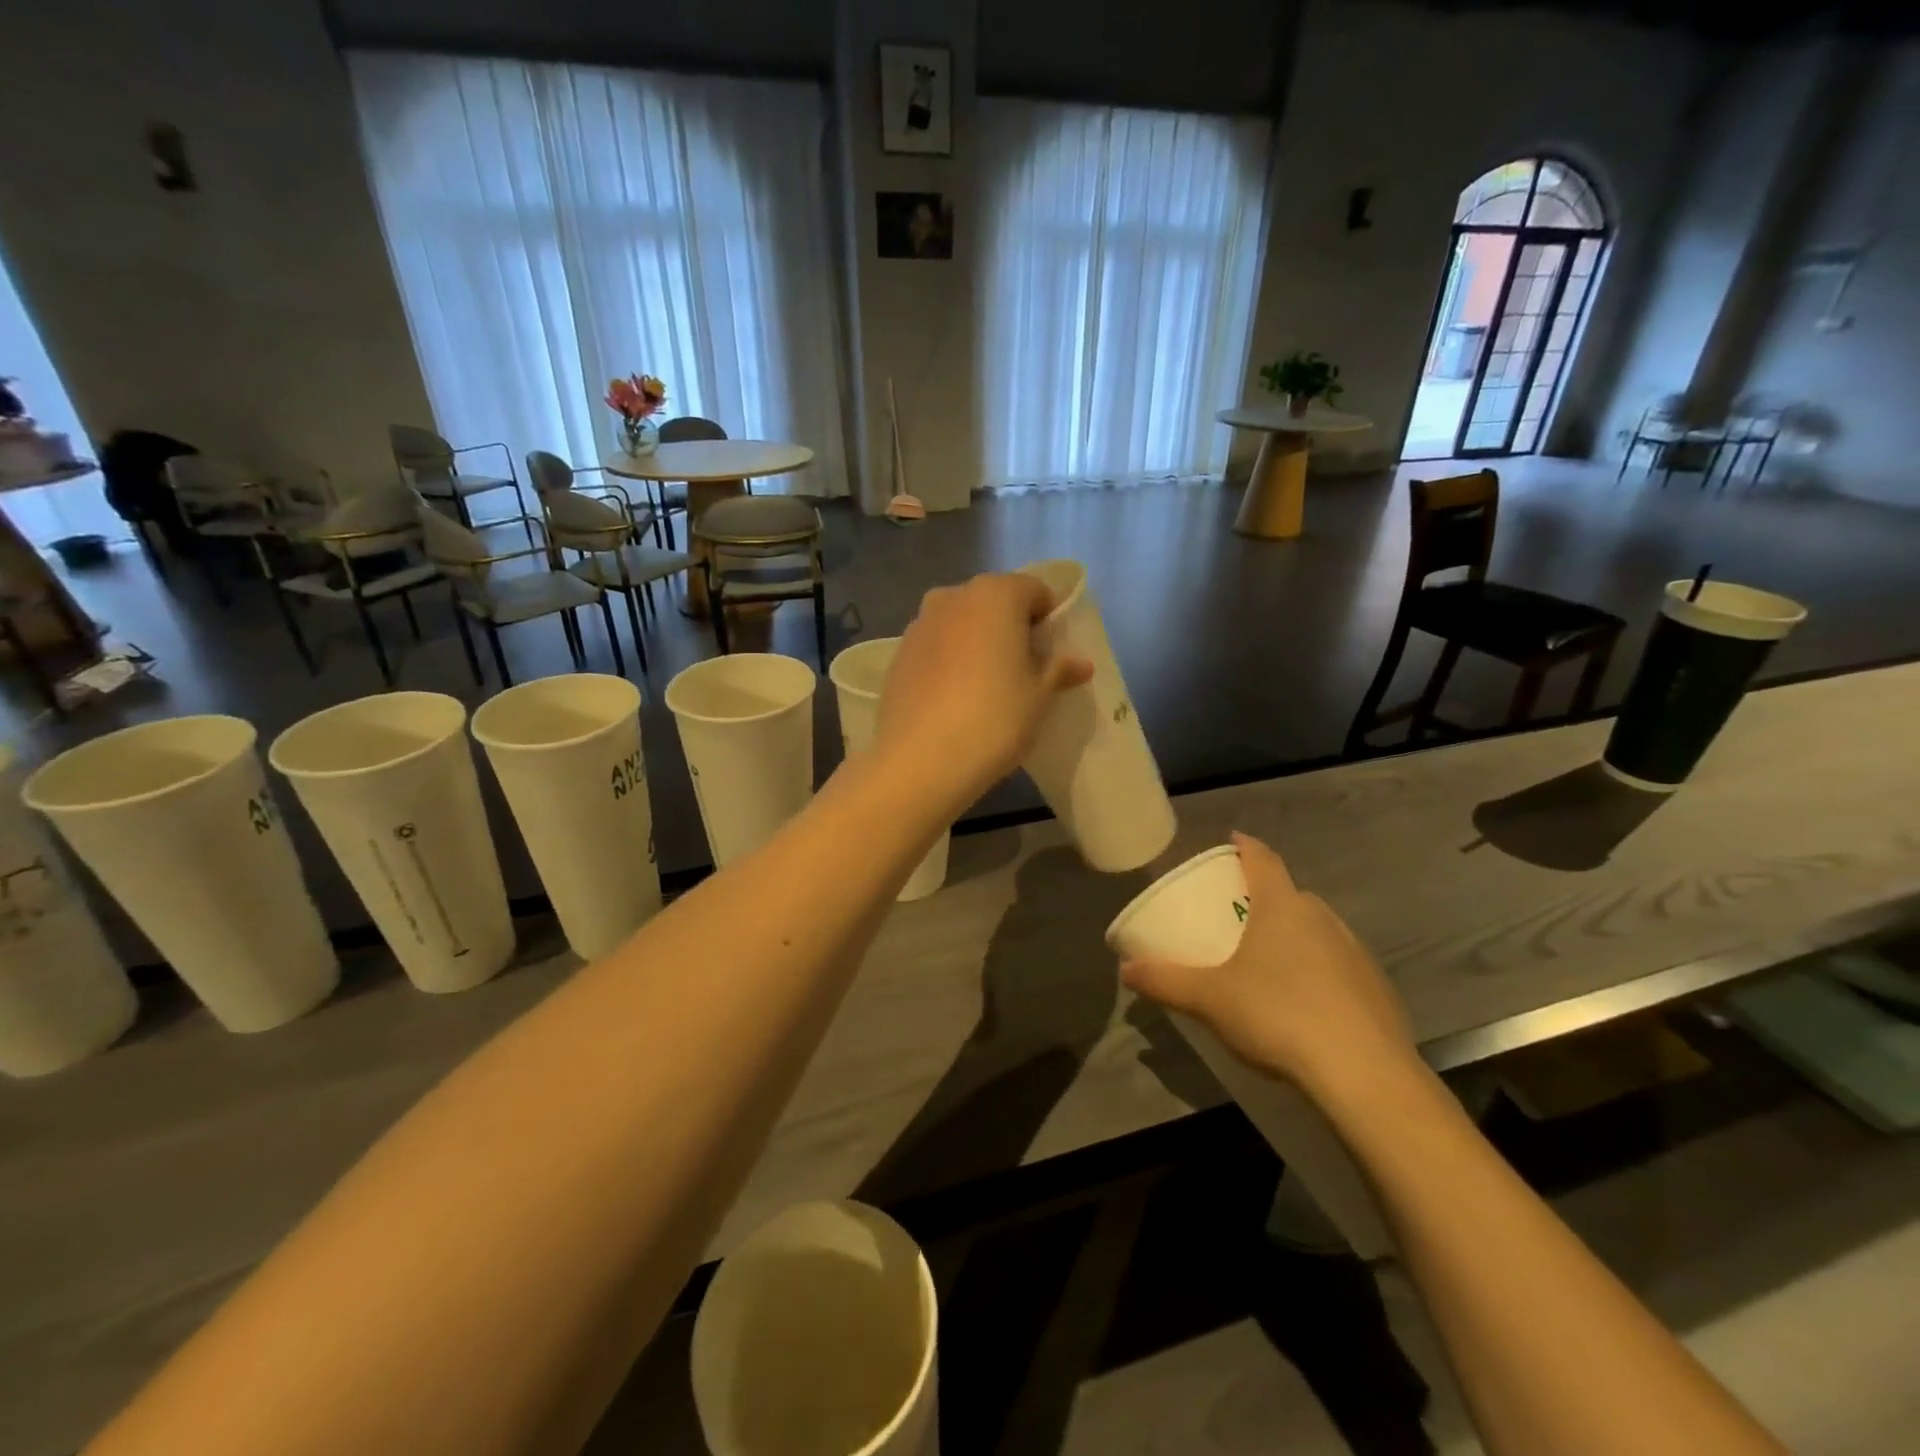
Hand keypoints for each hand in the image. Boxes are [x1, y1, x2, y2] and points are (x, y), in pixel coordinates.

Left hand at [875, 573, 1092, 809]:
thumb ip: (1059, 670)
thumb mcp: (1039, 696)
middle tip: (1023, 669)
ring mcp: (919, 624)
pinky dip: (950, 660)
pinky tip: (955, 698)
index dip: (1049, 618)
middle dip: (1011, 627)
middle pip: (994, 602)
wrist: (920, 761)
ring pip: (961, 623)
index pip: (1034, 590)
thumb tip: (1080, 662)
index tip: (1052, 653)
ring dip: (978, 642)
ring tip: (988, 686)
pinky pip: (936, 647)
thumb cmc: (994, 719)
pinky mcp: (898, 654)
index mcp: (995, 594)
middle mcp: (952, 597)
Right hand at [1120, 834, 1420, 1101]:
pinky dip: (1319, 971)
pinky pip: (1339, 965)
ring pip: (1318, 929)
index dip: (1245, 846)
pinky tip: (1306, 1003)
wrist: (1364, 1075)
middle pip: (1291, 894)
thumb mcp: (1208, 999)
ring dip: (1294, 935)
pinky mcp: (1378, 989)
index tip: (1232, 840)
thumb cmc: (1277, 1016)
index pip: (1263, 859)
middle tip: (1238, 914)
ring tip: (1268, 961)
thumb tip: (1126, 969)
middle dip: (1265, 897)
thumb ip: (1165, 980)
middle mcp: (1322, 918)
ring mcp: (1356, 953)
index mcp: (1282, 906)